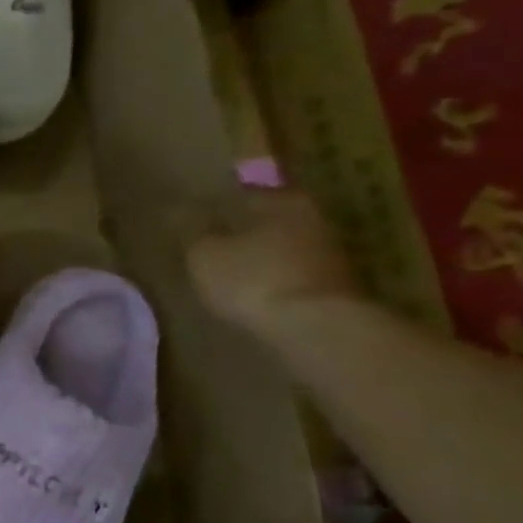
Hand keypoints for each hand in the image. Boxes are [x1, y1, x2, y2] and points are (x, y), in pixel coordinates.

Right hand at [186, 188, 361, 343]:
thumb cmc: (253, 279)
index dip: (220, 205)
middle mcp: (314, 218)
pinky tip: (257, 293)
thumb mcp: (204, 255)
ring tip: (234, 273)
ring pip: (286, 247)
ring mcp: (333, 253)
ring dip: (263, 257)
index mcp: (283, 200)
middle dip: (245, 231)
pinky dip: (278, 279)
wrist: (317, 329)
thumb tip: (183, 213)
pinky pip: (296, 274)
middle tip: (216, 245)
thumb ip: (194, 232)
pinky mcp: (339, 286)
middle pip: (271, 220)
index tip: (201, 219)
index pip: (245, 193)